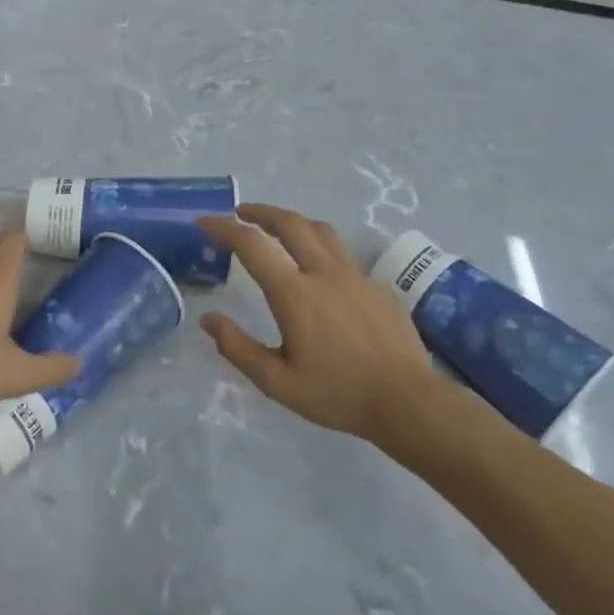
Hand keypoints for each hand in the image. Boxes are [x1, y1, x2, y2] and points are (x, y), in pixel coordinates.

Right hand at [198, 204, 441, 439]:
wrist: (409, 402)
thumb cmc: (338, 395)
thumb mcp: (278, 382)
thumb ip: (238, 348)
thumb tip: (208, 320)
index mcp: (294, 294)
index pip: (251, 244)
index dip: (223, 227)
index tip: (204, 222)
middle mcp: (324, 273)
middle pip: (289, 222)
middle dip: (259, 212)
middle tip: (241, 213)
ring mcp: (356, 277)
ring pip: (321, 231)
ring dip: (293, 222)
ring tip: (279, 230)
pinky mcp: (378, 287)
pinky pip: (344, 257)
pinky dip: (321, 252)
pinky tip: (320, 277)